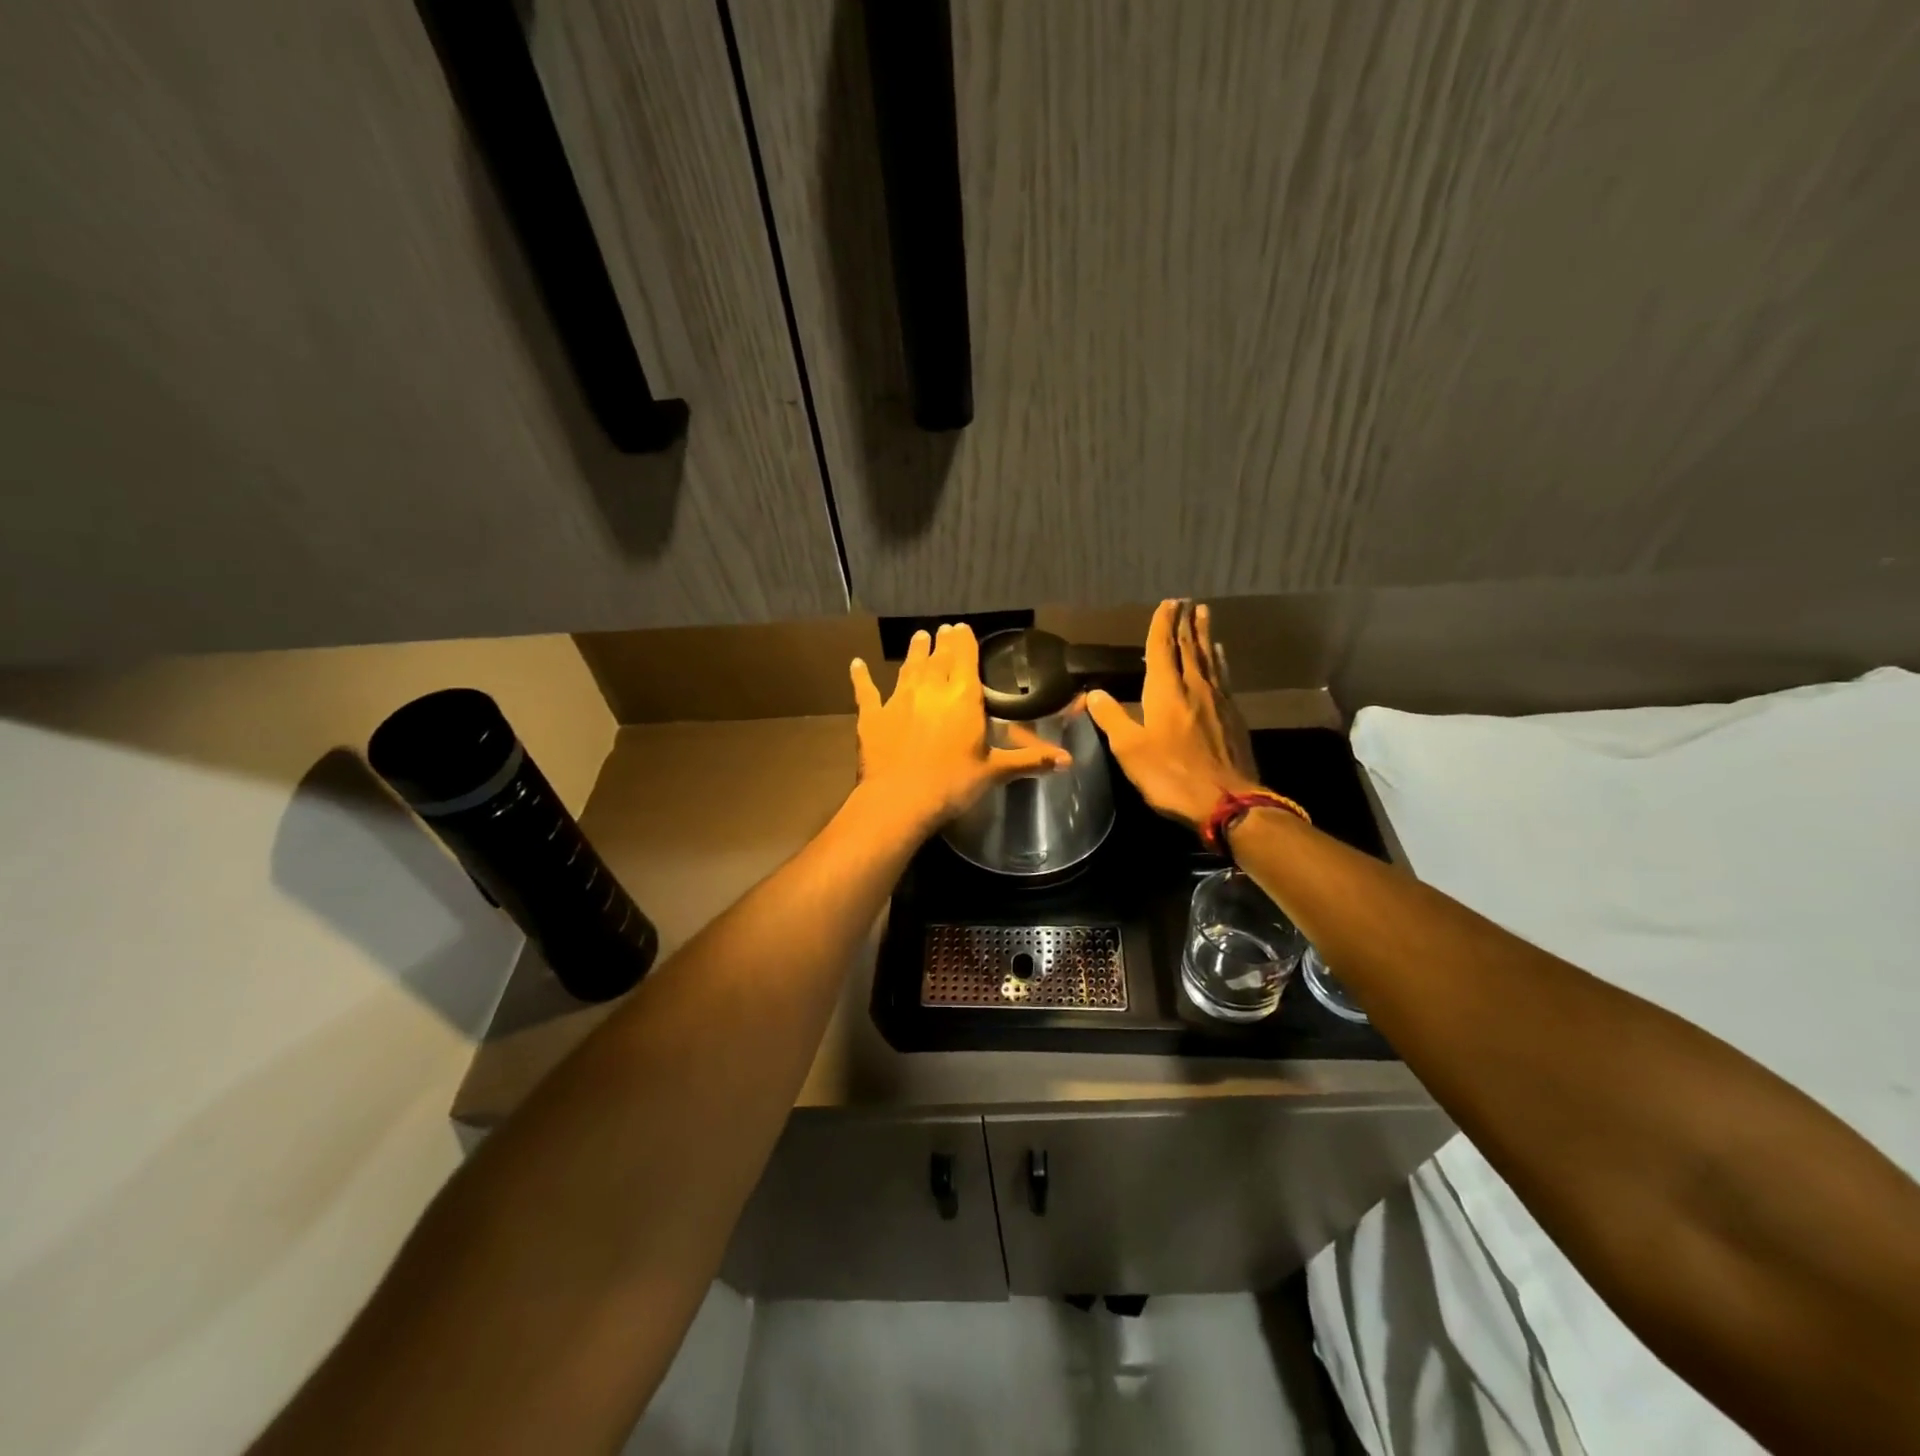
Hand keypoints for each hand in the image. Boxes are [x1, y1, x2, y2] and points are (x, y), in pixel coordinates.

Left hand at [850, 623, 1069, 832]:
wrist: (899, 800)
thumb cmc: (952, 784)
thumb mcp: (995, 772)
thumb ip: (1029, 760)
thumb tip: (1068, 762)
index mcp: (963, 698)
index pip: (965, 659)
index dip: (965, 641)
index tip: (962, 628)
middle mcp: (931, 690)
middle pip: (938, 658)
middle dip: (942, 642)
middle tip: (943, 629)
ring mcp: (898, 700)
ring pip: (908, 668)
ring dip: (914, 652)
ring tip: (918, 636)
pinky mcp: (872, 716)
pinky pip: (866, 692)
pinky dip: (861, 678)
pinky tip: (856, 665)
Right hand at [1086, 599, 1259, 830]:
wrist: (1226, 801)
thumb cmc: (1169, 775)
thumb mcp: (1129, 749)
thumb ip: (1112, 717)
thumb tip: (1093, 692)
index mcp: (1165, 691)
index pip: (1162, 648)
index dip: (1162, 625)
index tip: (1167, 603)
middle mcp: (1193, 687)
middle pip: (1189, 647)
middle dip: (1185, 623)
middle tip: (1186, 601)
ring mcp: (1217, 701)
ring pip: (1209, 659)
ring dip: (1205, 635)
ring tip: (1205, 615)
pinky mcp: (1233, 716)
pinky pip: (1223, 677)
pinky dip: (1219, 661)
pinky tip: (1220, 657)